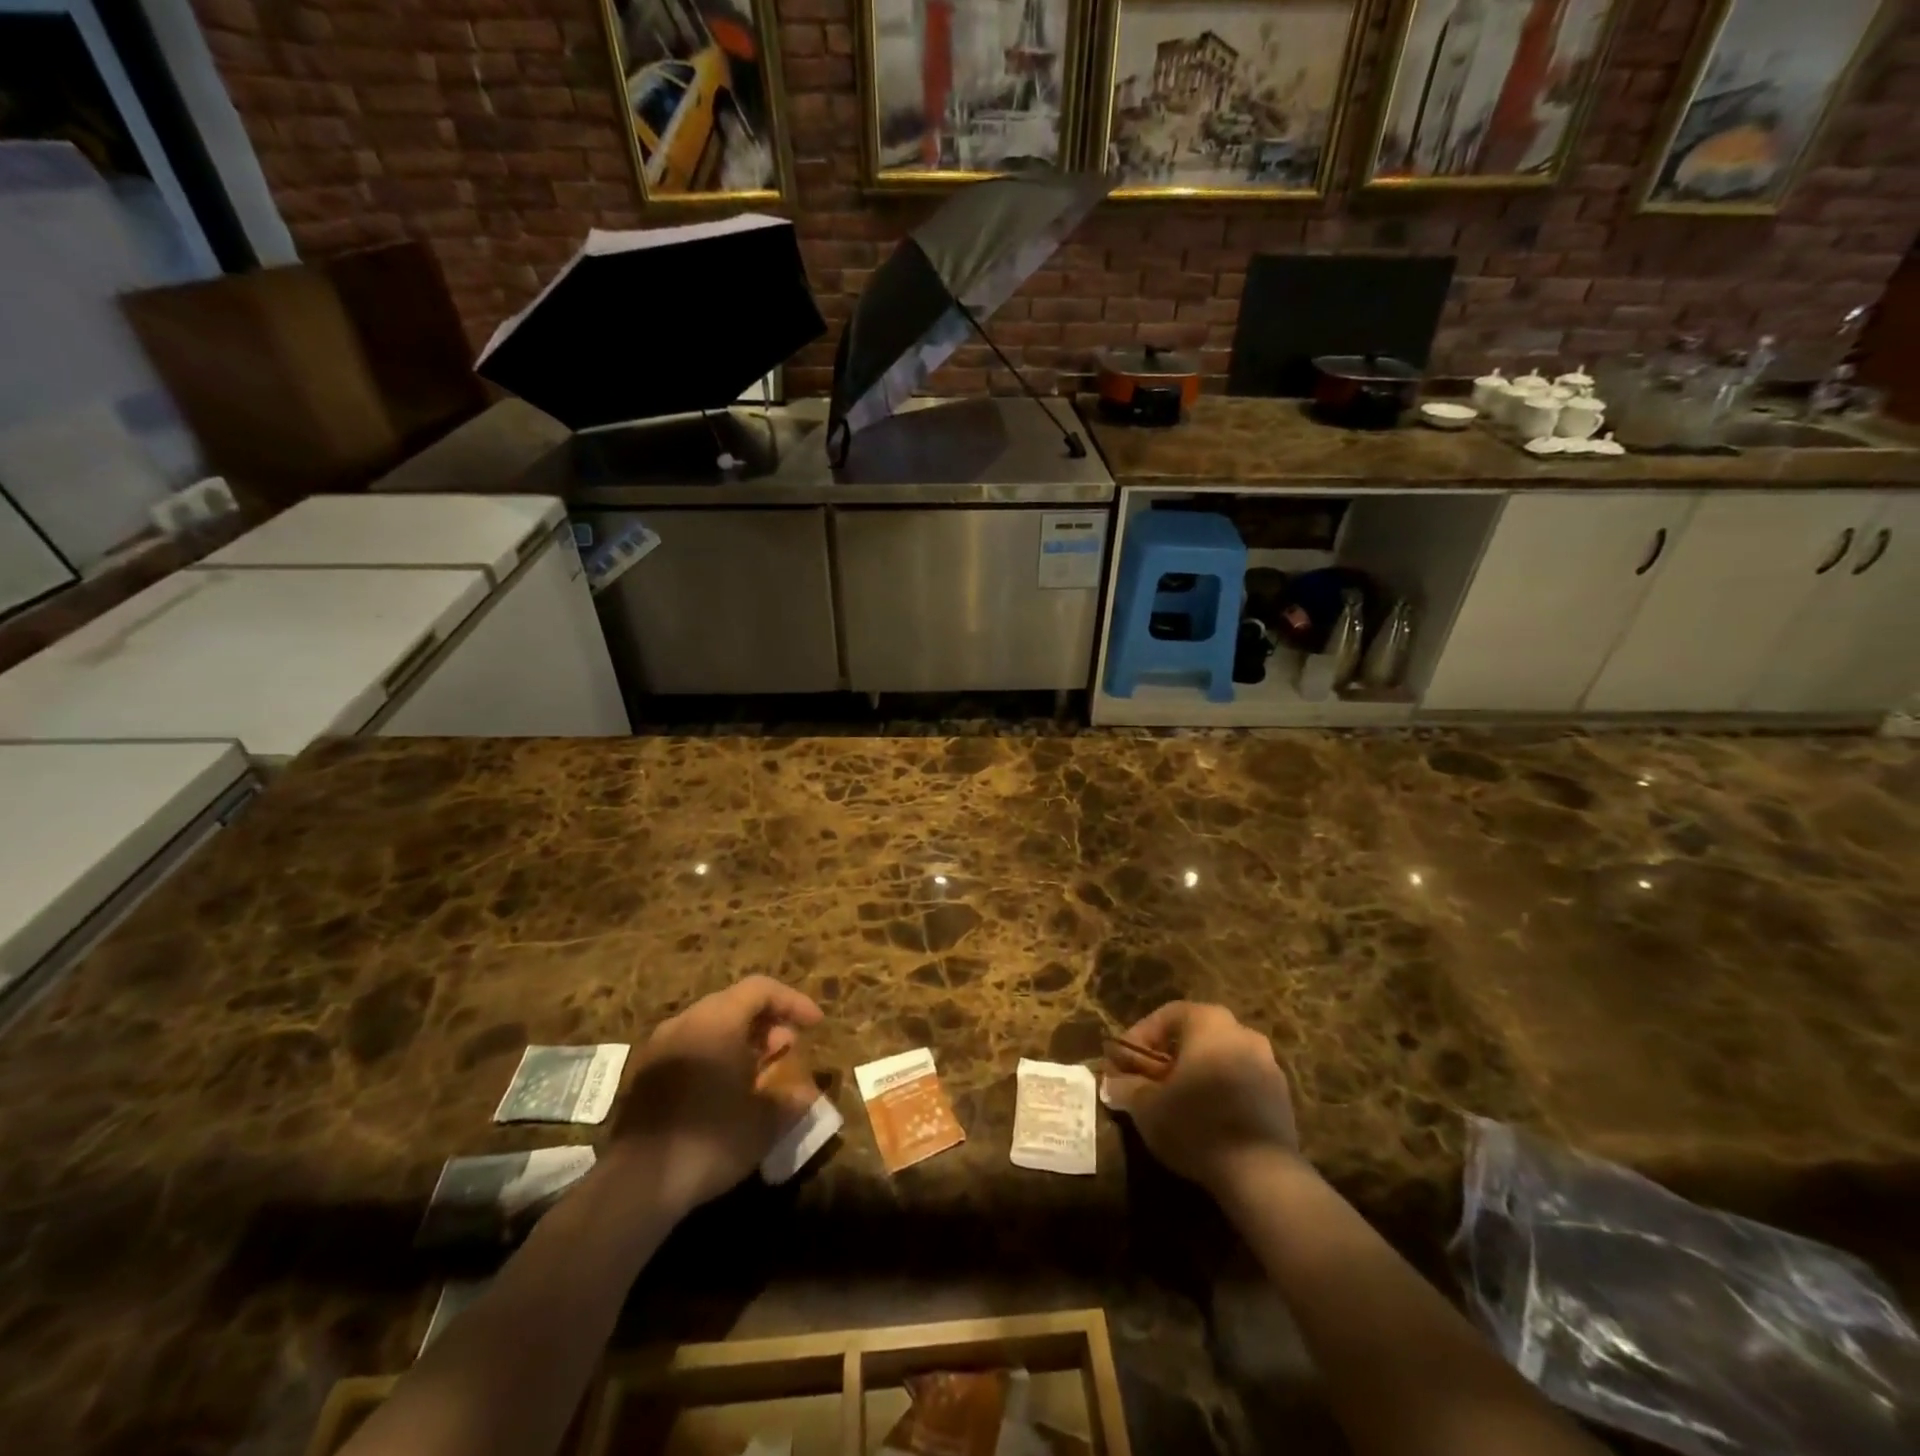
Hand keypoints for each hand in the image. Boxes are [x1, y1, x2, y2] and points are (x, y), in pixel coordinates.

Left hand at [606, 975, 822, 1217]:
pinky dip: (716, 1057)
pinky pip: (690, 1048)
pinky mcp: (644, 1076)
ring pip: (710, 1027)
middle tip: (789, 1049)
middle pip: (734, 1004)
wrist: (637, 1186)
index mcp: (716, 1020)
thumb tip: (808, 1093)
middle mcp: (685, 1022)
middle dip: (767, 1022)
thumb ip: (792, 1099)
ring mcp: (659, 1048)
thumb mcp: (765, 1122)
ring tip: (762, 1071)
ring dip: (741, 1041)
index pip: (761, 989)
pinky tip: (727, 1091)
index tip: (816, 1025)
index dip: (793, 1002)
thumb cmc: (711, 1139)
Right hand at [1104, 1001, 1300, 1192]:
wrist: (1261, 1173)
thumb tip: (1110, 1082)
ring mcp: (1268, 1064)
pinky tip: (1206, 1119)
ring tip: (1176, 1102)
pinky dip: (1221, 1092)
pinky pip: (1241, 1082)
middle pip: (1196, 1035)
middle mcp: (1242, 1032)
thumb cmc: (1196, 1123)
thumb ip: (1126, 1087)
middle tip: (1149, 1080)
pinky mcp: (1282, 1097)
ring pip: (1221, 1058)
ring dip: (1197, 1074)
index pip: (1167, 1015)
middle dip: (1169, 1055)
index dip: (1140, 1037)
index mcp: (1209, 1022)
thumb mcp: (1146, 1105)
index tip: (1124, 1063)